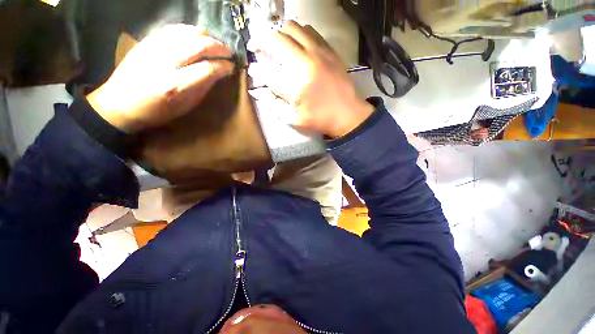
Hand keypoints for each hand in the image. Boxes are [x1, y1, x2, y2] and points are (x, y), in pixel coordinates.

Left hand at [87, 25, 234, 132]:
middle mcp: (164, 62)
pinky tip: (198, 37)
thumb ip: (203, 87)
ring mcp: (154, 47)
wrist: (120, 102)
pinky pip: (174, 28)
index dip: (223, 66)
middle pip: (199, 45)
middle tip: (229, 52)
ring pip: (187, 32)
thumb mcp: (185, 106)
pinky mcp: (147, 40)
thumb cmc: (157, 111)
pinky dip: (190, 31)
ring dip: (207, 36)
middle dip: (219, 47)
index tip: (232, 67)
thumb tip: (219, 72)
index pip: (207, 69)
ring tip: (216, 44)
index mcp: (175, 85)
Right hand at [247, 21, 373, 137]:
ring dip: (278, 34)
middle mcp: (305, 63)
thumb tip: (257, 89)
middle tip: (258, 48)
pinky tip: (295, 43)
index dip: (256, 67)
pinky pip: (309, 30)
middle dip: (261, 41)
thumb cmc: (319, 119)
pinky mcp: (328, 49)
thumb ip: (273, 103)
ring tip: (276, 45)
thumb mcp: (294, 118)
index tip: (253, 69)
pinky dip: (297, 32)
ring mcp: (319, 52)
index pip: (266, 69)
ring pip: (291, 27)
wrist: (347, 114)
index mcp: (295, 85)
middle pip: (275, 38)